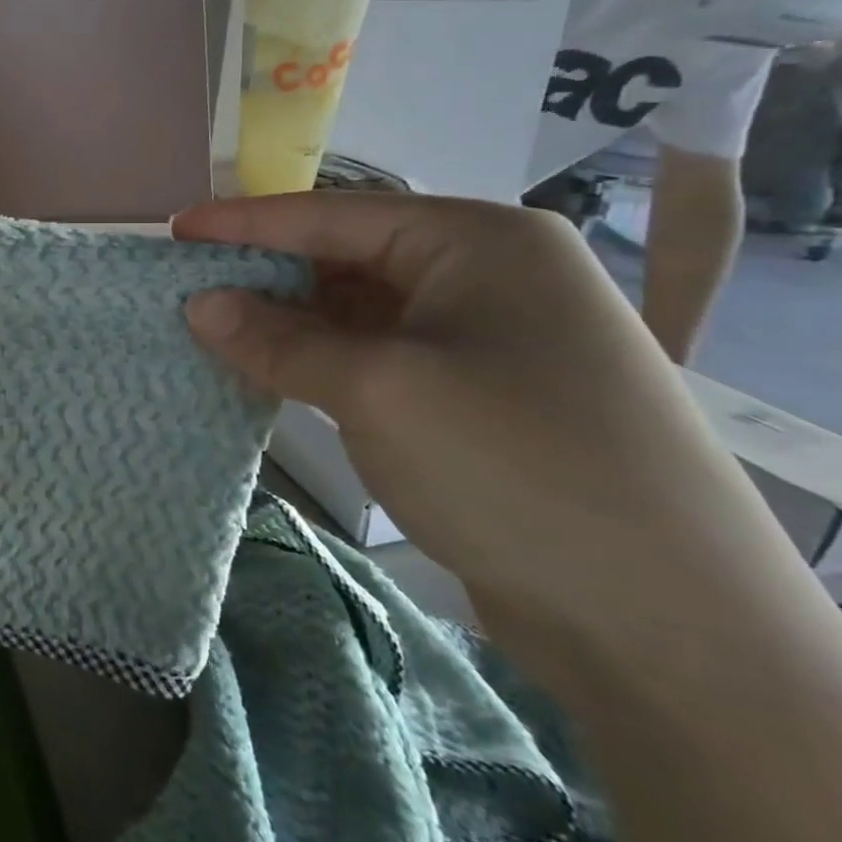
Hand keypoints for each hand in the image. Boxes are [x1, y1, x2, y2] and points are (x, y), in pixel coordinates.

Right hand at [175, 191, 766, 619]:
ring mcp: (488, 338)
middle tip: (187, 288)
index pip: (335, 216)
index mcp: (479, 241)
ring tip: (214, 330)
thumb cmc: (512, 465)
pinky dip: (321, 362)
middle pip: (346, 260)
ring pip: (359, 312)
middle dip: (265, 276)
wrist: (666, 625)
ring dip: (289, 324)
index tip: (175, 230)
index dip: (245, 224)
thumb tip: (199, 305)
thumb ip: (277, 339)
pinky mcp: (480, 396)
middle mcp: (489, 275)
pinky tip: (270, 372)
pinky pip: (378, 357)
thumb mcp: (376, 389)